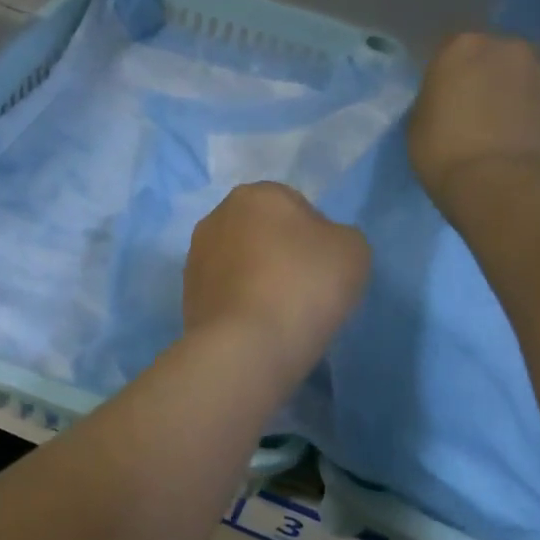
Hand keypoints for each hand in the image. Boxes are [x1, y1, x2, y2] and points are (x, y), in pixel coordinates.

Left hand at [184, 183, 369, 384]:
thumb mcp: (353, 250)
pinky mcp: (186, 295)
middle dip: (281, 255)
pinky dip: (241, 304)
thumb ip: (339, 236)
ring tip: (280, 314)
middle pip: (263, 233)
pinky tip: (258, 327)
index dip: (317, 237)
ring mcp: (196, 256)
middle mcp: (217, 216)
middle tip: (305, 290)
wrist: (246, 346)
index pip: (296, 207)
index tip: (325, 269)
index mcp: (256, 194)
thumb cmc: (304, 285)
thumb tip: (317, 248)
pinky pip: (226, 293)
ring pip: (240, 263)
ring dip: (258, 279)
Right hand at [406, 33, 539, 201]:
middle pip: (496, 54)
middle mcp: (508, 45)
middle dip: (489, 74)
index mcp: (462, 46)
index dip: (449, 72)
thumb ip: (435, 99)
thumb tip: (449, 99)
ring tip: (510, 121)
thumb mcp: (418, 124)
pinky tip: (531, 133)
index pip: (451, 48)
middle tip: (480, 106)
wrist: (501, 184)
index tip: (446, 94)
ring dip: (519, 88)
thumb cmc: (444, 153)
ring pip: (528, 72)